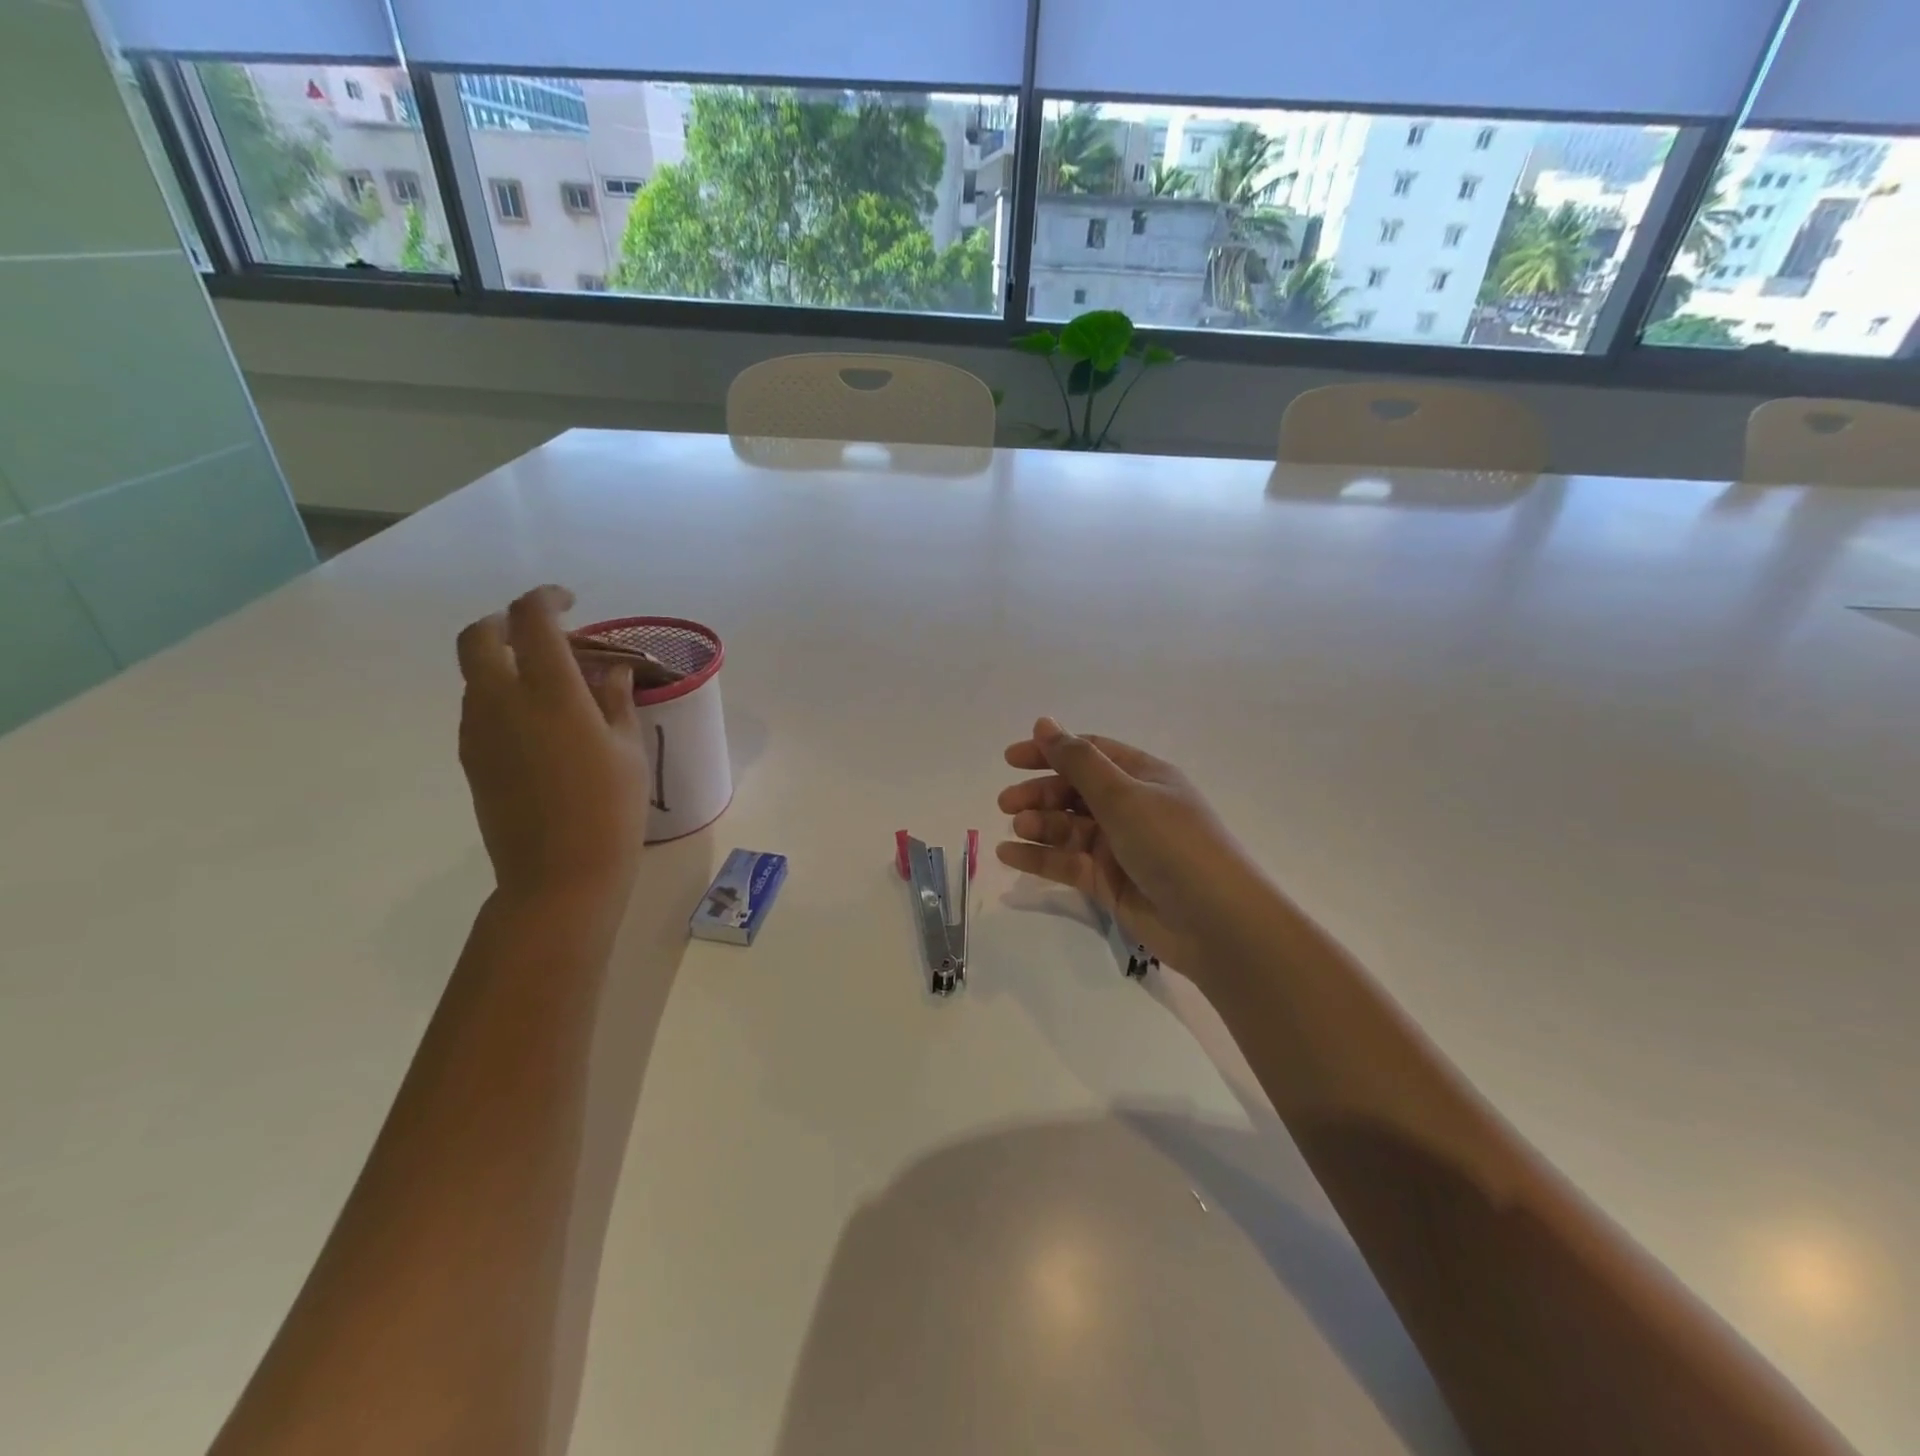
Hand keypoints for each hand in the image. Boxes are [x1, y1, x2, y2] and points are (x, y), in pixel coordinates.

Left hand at [456, 585, 649, 907]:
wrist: (558, 875)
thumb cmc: (610, 809)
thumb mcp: (628, 750)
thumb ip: (616, 701)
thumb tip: (611, 672)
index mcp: (550, 693)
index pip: (532, 620)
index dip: (546, 598)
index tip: (569, 601)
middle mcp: (502, 701)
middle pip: (479, 636)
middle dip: (505, 621)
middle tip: (542, 632)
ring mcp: (479, 730)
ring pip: (476, 673)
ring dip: (505, 661)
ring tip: (551, 682)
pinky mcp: (472, 757)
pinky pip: (479, 707)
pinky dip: (502, 694)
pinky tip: (540, 722)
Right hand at [997, 718, 1269, 976]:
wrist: (1216, 922)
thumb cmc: (1172, 844)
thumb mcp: (1123, 795)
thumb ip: (1078, 761)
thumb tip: (1044, 722)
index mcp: (1143, 776)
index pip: (1090, 753)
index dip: (1051, 751)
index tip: (1011, 759)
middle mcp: (1131, 807)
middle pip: (1075, 791)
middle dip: (1039, 792)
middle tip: (1006, 803)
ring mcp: (1120, 847)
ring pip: (1068, 828)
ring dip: (1039, 824)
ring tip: (1017, 828)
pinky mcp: (1110, 883)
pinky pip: (1067, 863)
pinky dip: (1039, 858)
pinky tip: (1009, 855)